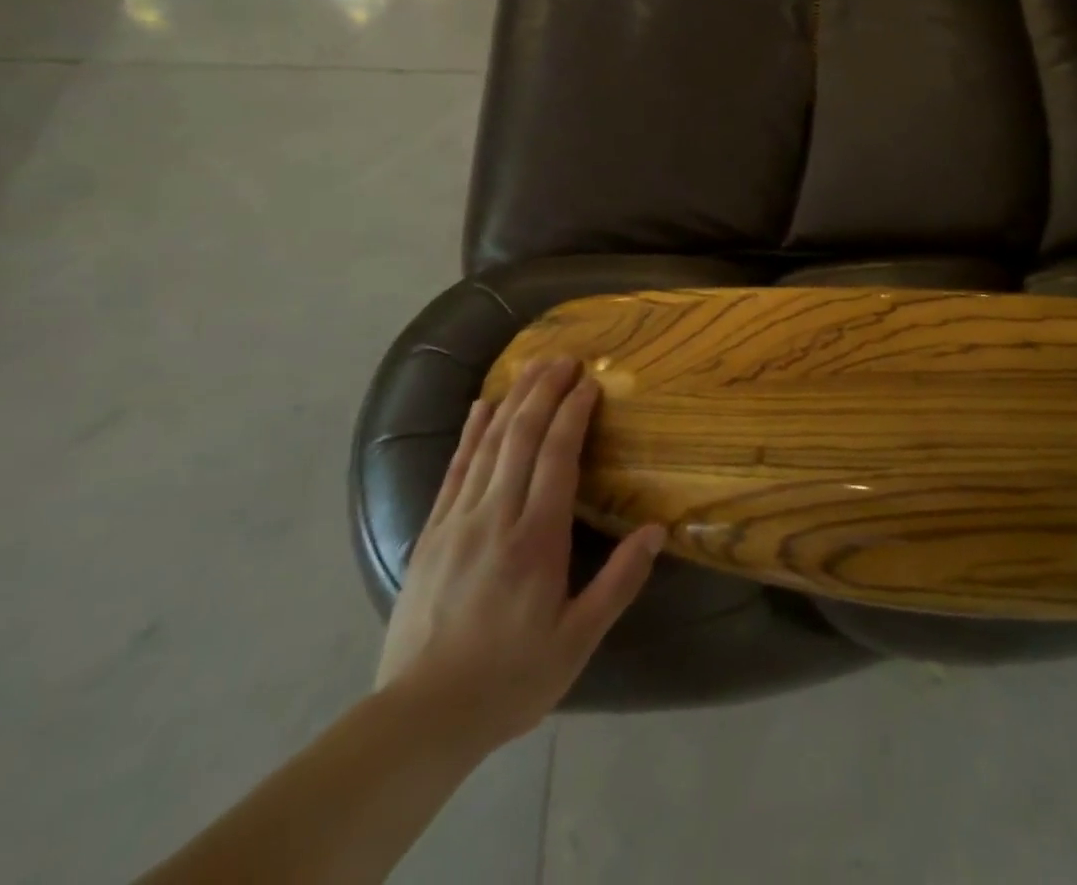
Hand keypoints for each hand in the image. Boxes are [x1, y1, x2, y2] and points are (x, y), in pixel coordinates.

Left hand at [374, 356, 664, 751]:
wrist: (421, 717)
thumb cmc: (510, 679)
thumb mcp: (578, 641)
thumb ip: (619, 582)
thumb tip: (656, 531)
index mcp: (536, 539)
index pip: (557, 456)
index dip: (574, 413)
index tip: (590, 382)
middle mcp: (496, 517)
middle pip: (522, 436)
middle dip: (545, 391)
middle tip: (565, 358)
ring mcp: (458, 521)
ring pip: (489, 444)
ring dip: (514, 399)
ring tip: (533, 366)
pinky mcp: (431, 532)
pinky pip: (455, 468)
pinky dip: (472, 432)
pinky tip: (483, 406)